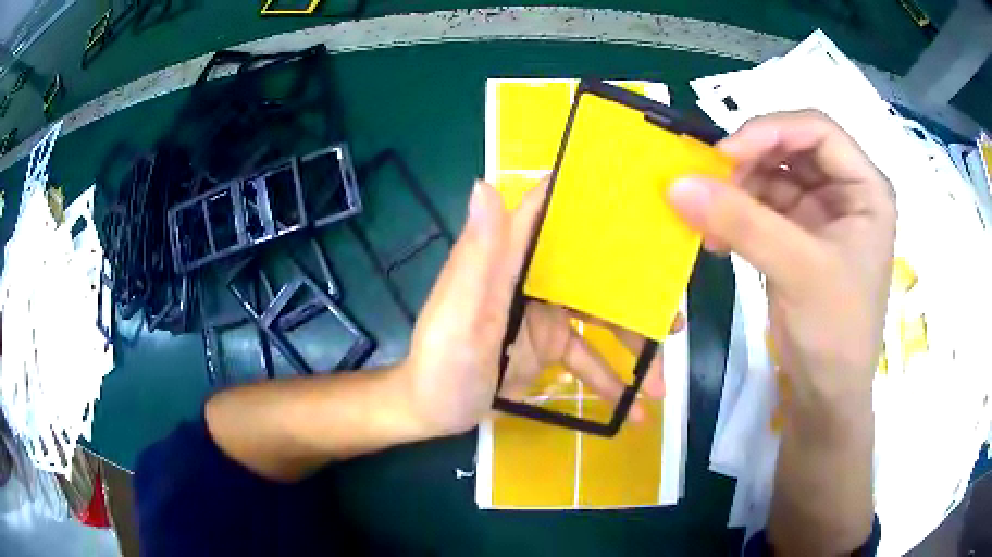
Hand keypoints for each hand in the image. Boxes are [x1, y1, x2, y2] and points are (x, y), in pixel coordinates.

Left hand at [396, 179, 677, 438]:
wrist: (432, 413)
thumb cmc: (441, 363)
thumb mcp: (459, 315)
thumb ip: (479, 256)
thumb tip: (484, 185)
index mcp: (507, 259)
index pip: (546, 211)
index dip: (584, 195)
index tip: (634, 193)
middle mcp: (530, 278)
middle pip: (591, 271)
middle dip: (635, 292)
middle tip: (673, 318)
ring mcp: (544, 315)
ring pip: (599, 319)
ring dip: (631, 349)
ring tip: (662, 384)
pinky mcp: (549, 347)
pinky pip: (588, 358)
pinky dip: (610, 381)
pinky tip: (632, 409)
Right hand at [667, 110, 894, 434]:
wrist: (825, 395)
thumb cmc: (835, 332)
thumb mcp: (798, 271)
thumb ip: (742, 223)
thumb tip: (676, 184)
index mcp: (865, 188)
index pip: (817, 131)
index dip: (772, 131)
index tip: (726, 154)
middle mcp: (843, 191)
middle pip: (790, 149)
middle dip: (749, 161)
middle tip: (708, 183)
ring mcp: (818, 214)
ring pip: (770, 177)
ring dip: (735, 190)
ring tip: (705, 215)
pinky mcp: (794, 237)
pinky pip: (759, 208)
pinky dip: (733, 216)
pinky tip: (713, 236)